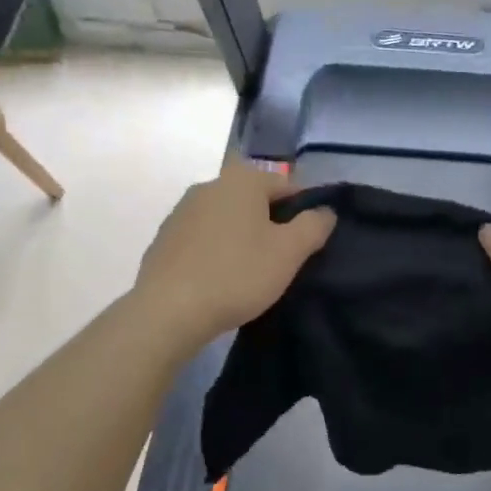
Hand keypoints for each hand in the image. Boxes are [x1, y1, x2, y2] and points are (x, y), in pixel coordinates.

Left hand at [132, 160, 334, 349]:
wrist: (169, 310)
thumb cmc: (237, 275)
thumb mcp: (289, 252)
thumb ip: (314, 226)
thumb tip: (325, 211)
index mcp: (242, 180)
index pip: (287, 185)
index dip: (304, 211)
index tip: (309, 243)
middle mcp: (209, 185)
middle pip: (254, 200)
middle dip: (272, 224)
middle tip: (283, 260)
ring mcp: (181, 211)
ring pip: (227, 219)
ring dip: (243, 237)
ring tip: (251, 273)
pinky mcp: (164, 238)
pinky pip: (203, 238)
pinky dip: (217, 251)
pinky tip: (220, 279)